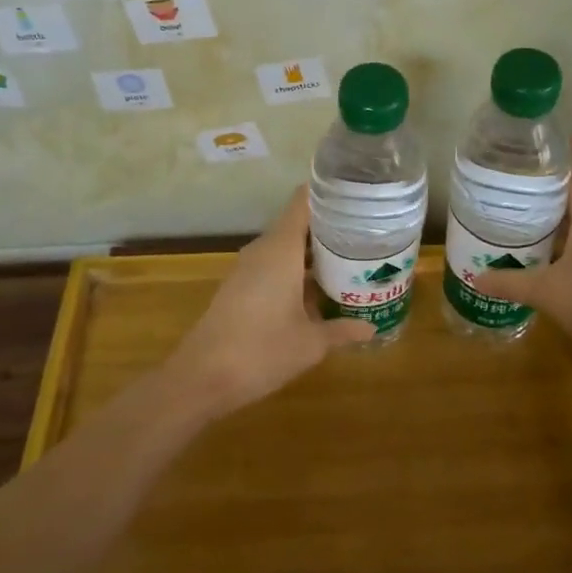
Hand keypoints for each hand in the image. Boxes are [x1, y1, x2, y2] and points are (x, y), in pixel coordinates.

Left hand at [167, 186, 374, 415]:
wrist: (201, 379)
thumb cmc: (261, 352)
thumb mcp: (311, 344)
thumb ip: (342, 330)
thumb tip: (370, 327)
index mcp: (281, 249)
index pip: (304, 201)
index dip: (330, 193)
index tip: (360, 196)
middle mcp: (264, 250)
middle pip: (300, 223)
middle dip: (332, 227)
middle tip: (369, 233)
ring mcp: (249, 268)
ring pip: (287, 246)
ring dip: (316, 252)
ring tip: (353, 259)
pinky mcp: (241, 287)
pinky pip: (275, 265)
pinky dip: (299, 269)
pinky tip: (321, 288)